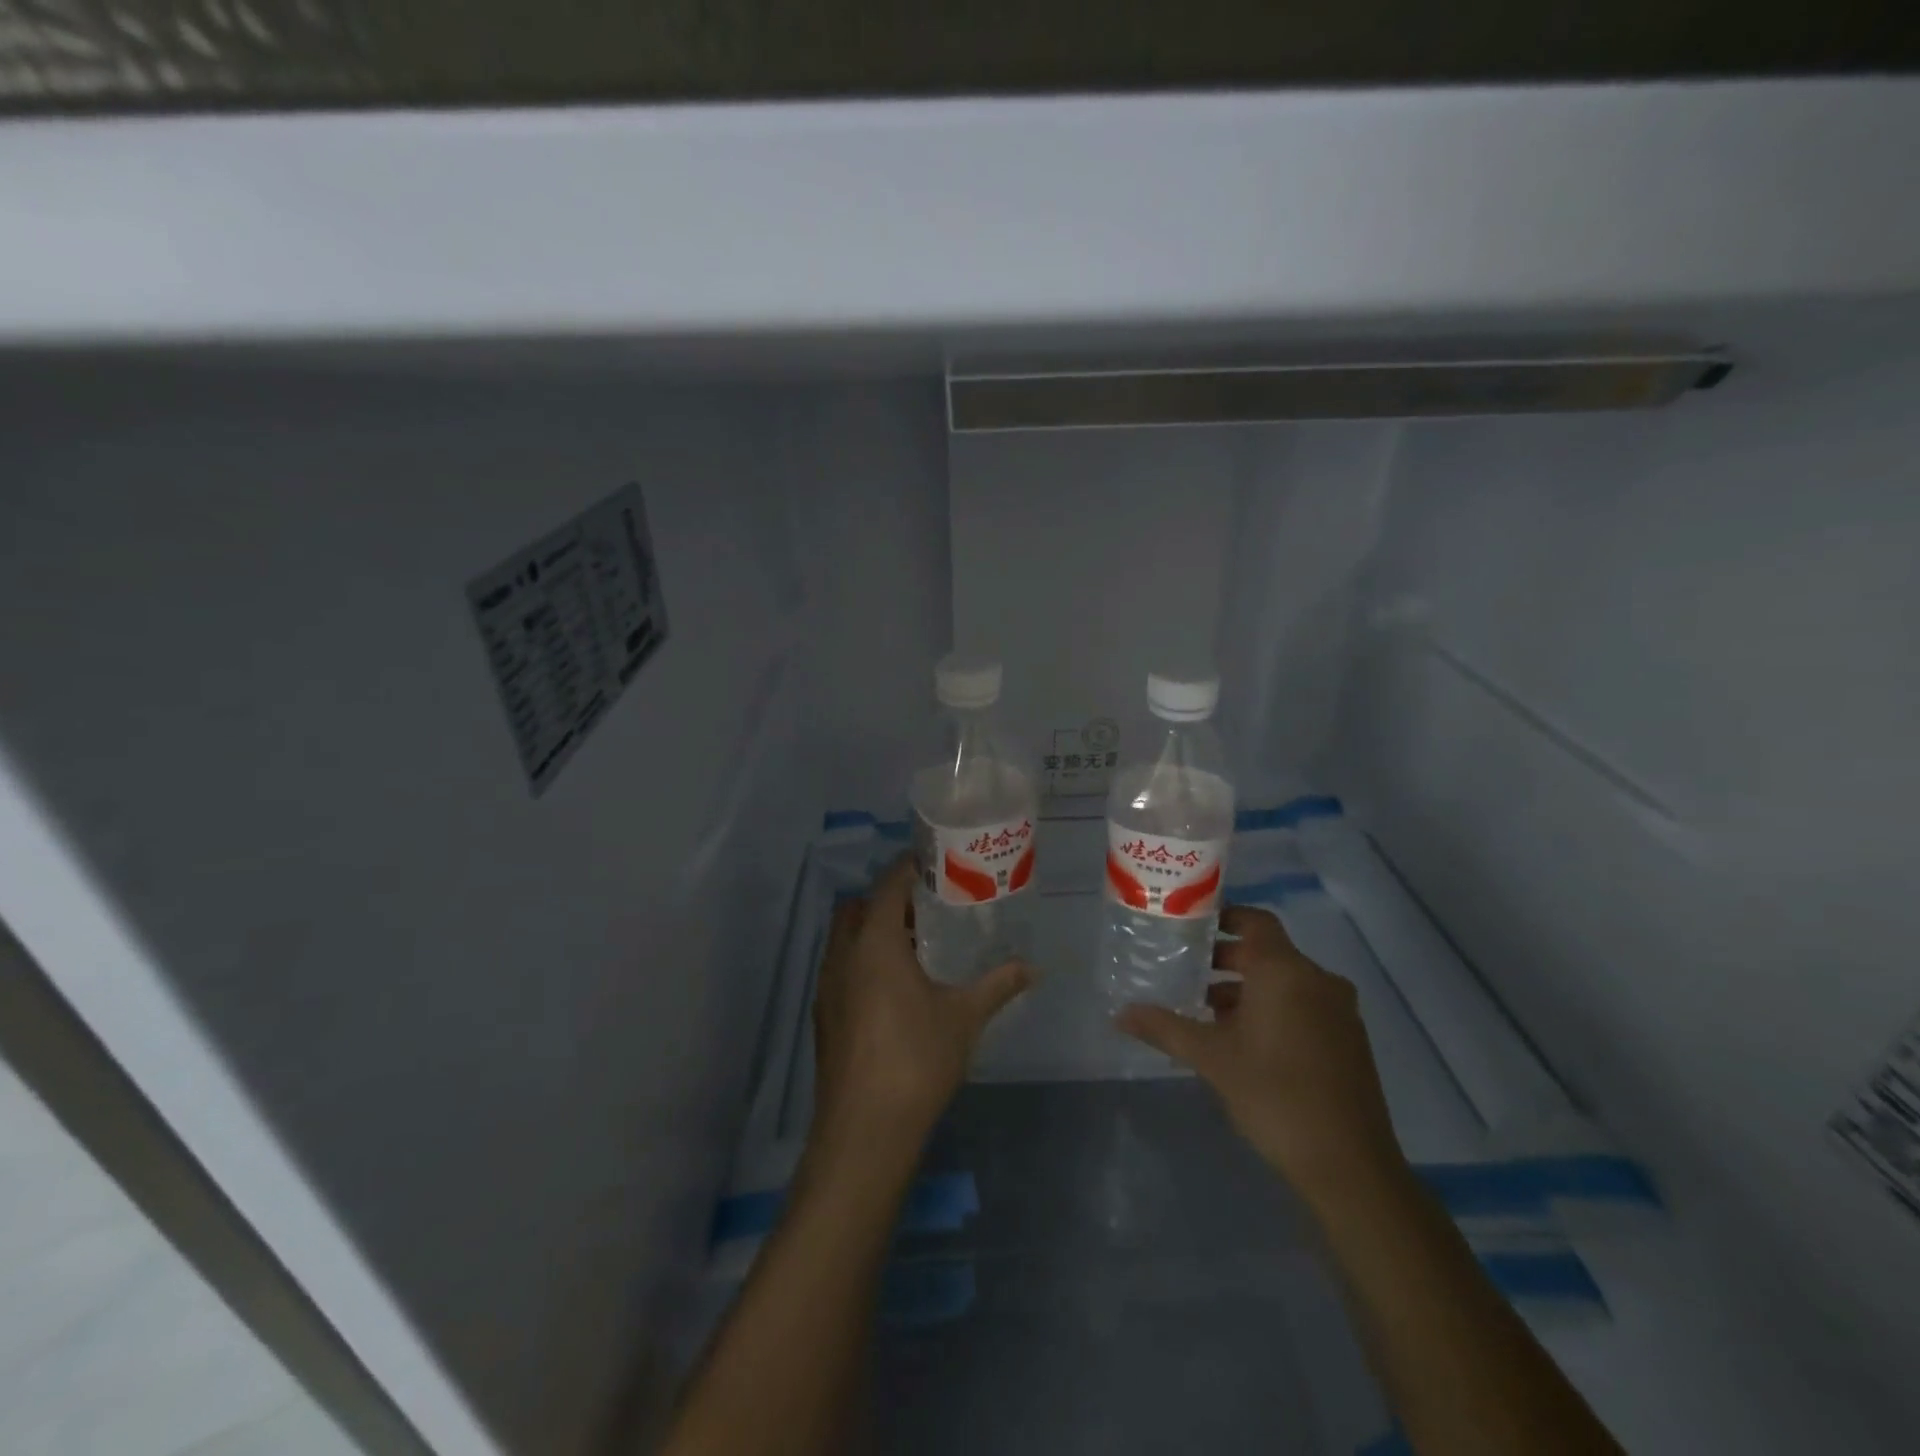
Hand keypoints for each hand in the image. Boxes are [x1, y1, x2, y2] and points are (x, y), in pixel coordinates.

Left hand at [811, 856, 1033, 1157]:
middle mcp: (843, 955)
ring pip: (844, 939)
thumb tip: (1032, 967)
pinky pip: (840, 968)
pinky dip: (861, 961)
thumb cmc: (917, 1058)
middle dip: (886, 899)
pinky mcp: (823, 1015)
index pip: (888, 886)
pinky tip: (892, 988)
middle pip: (858, 908)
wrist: (865, 1129)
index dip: (908, 868)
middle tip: (925, 907)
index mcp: (875, 943)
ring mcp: (827, 986)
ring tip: (914, 945)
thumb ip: (998, 984)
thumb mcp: (964, 1016)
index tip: (933, 862)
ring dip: (871, 931)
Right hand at [1116, 905, 1406, 1208]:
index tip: (1190, 926)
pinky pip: (1304, 1006)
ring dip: (1247, 989)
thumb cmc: (1275, 1094)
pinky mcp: (1349, 1042)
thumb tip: (1121, 1013)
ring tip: (1206, 1013)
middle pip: (1267, 952)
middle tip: (1186, 972)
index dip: (1224, 916)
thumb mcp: (1211, 1058)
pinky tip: (1243, 1042)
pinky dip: (1272, 1009)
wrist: (1349, 1166)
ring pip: (1285, 982)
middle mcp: (1318, 980)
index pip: (1255, 920)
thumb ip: (1165, 1028)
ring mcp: (1339, 1012)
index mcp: (1286, 971)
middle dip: (1226, 960)